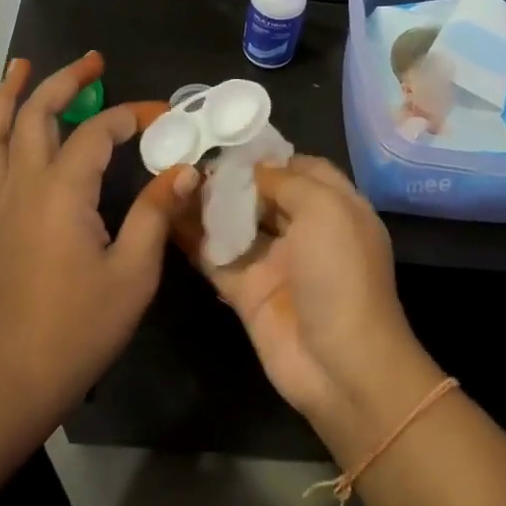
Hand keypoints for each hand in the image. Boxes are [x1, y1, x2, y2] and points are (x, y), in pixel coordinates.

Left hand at [0, 53, 196, 417]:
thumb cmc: (81, 326)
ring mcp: (2, 202)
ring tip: (21, 67)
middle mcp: (25, 186)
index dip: (130, 117)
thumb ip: (157, 214)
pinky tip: (7, 126)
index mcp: (62, 193)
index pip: (96, 134)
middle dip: (64, 82)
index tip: (162, 117)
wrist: (18, 375)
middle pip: (35, 116)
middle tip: (93, 62)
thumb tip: (185, 170)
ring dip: (10, 95)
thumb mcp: (134, 272)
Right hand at [179, 155, 441, 461]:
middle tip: (187, 158)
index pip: (302, 169)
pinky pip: (216, 258)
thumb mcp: (326, 210)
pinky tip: (165, 217)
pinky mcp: (247, 291)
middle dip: (231, 177)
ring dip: (208, 204)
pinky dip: (194, 239)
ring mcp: (275, 263)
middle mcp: (306, 231)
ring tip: (170, 179)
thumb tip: (252, 168)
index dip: (269, 155)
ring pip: (236, 224)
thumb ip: (287, 181)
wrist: (340, 364)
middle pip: (264, 195)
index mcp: (336, 208)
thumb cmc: (340, 274)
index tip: (228, 141)